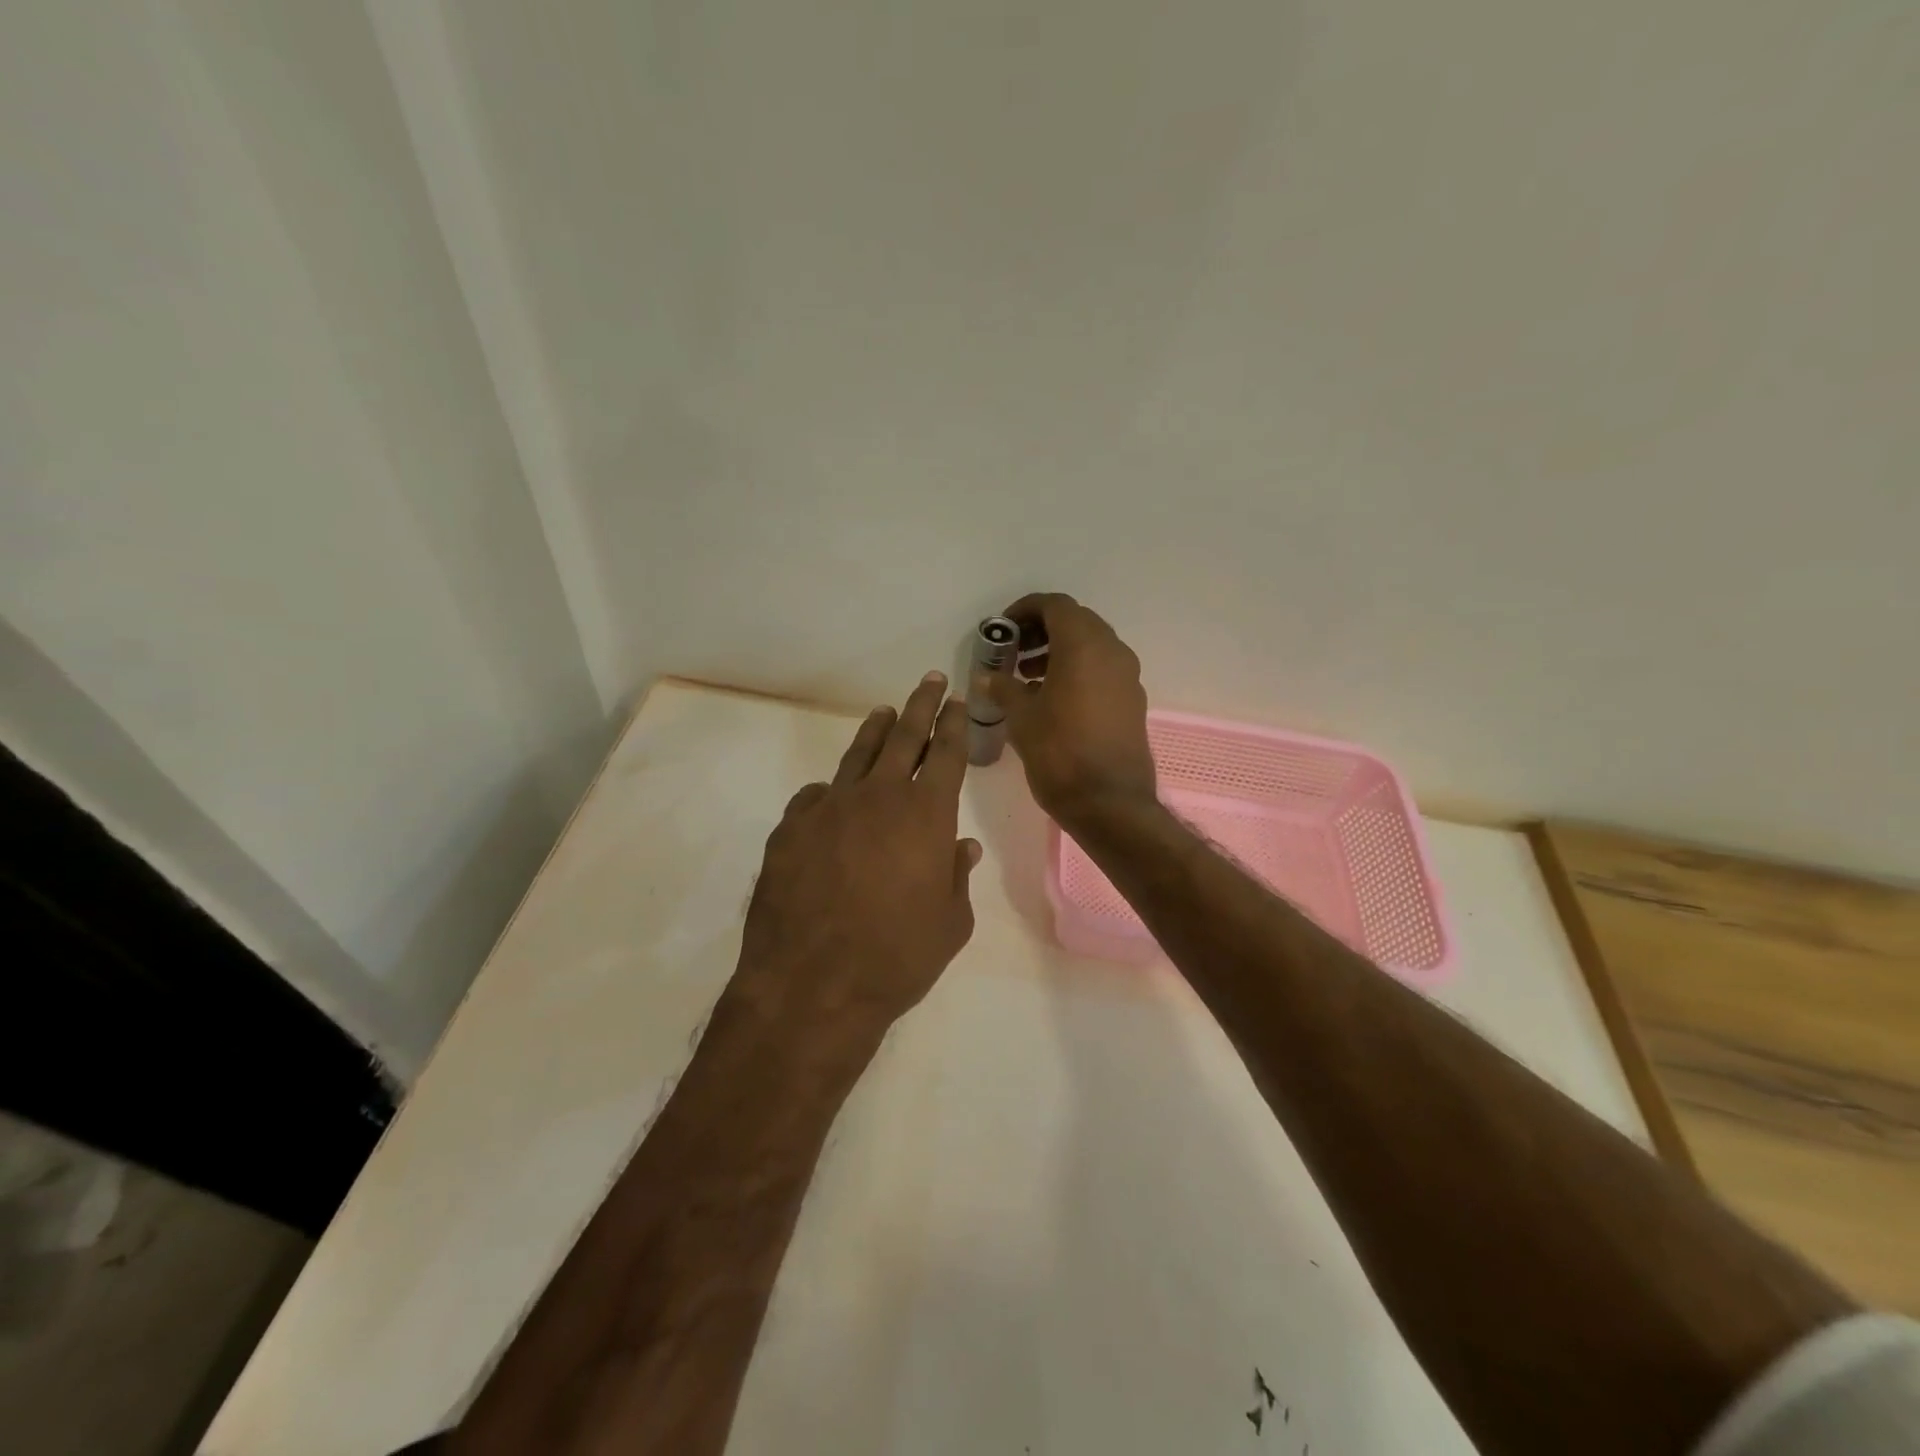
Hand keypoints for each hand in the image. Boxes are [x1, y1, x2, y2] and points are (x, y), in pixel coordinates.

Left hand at [732, 672, 980, 1058]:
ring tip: (883, 713)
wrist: (813, 984)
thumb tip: (962, 846)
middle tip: (929, 680)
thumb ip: (957, 876)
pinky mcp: (791, 828)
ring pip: (857, 756)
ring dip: (874, 731)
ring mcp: (829, 808)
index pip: (947, 754)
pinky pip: (816, 797)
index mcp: (926, 815)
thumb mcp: (951, 923)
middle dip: (920, 706)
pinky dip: (831, 791)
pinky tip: (832, 797)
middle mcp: (879, 797)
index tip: (956, 701)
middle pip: (904, 737)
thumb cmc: (897, 957)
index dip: (954, 724)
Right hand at [988, 593, 1156, 827]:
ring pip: (1092, 646)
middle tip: (1014, 651)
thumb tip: (987, 677)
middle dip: (1042, 630)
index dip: (1026, 610)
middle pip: (1076, 621)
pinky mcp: (1133, 701)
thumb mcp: (1022, 718)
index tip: (1004, 629)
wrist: (1110, 803)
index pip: (1055, 605)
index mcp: (1083, 646)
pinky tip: (1052, 698)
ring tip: (1027, 676)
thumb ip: (1003, 688)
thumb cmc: (1060, 754)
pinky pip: (1103, 669)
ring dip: (1059, 650)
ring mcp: (1127, 676)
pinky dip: (1077, 670)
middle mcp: (1112, 652)